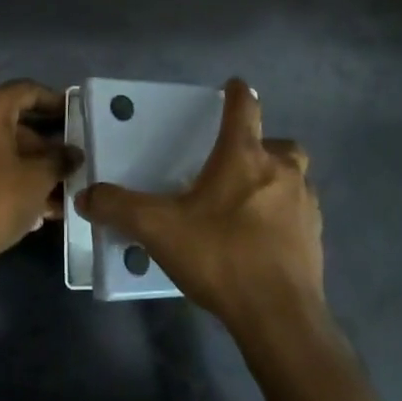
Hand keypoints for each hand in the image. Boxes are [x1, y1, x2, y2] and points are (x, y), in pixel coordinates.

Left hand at [0, 80, 81, 268]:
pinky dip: (6, 171)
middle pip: (12, 119)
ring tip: (58, 186)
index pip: (27, 91)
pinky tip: (34, 200)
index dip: (56, 102)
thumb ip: (60, 159)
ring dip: (28, 162)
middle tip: (70, 158)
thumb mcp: (37, 179)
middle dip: (44, 141)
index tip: (76, 115)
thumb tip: (74, 154)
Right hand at [76, 78, 323, 339]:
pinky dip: (284, 216)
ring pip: (295, 178)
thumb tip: (85, 195)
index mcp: (244, 157)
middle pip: (280, 143)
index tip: (233, 85)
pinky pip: (300, 214)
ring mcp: (305, 205)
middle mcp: (282, 171)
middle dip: (263, 145)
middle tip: (238, 162)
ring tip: (248, 203)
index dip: (237, 93)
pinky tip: (263, 239)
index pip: (245, 108)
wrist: (279, 315)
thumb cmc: (220, 256)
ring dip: (276, 181)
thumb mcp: (158, 229)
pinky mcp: (316, 238)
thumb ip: (119, 208)